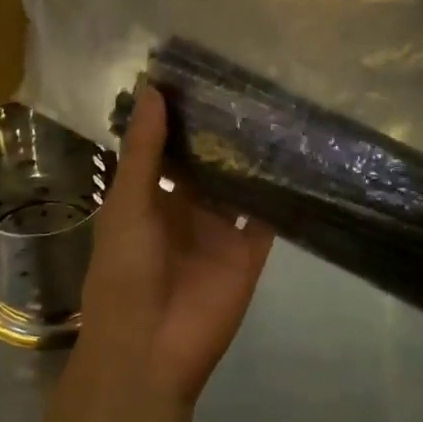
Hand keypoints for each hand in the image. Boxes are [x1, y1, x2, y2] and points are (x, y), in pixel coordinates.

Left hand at [75, 86, 273, 409]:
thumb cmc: (126, 271)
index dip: (181, 116)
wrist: (150, 349)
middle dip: (222, 131)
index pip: (167, 148)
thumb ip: (144, 150)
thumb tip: (152, 88)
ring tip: (277, 108)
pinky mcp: (249, 253)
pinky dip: (279, 192)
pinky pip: (267, 217)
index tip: (202, 72)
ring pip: (239, 185)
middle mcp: (186, 209)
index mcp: (148, 198)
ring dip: (252, 157)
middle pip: (207, 163)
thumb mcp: (128, 203)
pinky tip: (296, 156)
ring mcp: (219, 231)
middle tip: (249, 81)